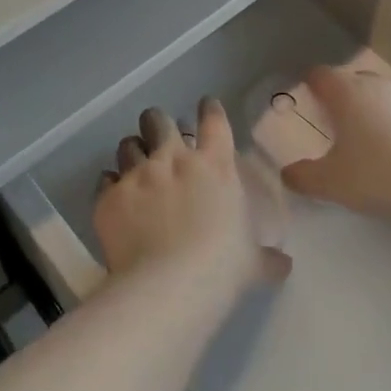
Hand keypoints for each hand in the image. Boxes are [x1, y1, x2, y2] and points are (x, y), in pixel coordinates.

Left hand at [94, 99, 288, 294]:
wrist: (168, 286)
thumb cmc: (221, 268)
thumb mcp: (252, 264)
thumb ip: (267, 259)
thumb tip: (284, 265)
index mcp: (214, 166)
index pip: (213, 121)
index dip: (209, 109)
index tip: (205, 105)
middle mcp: (174, 160)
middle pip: (159, 121)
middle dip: (157, 122)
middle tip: (158, 130)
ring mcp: (139, 175)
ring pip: (128, 145)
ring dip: (132, 150)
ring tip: (134, 160)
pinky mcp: (111, 197)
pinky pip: (105, 180)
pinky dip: (111, 185)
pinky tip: (114, 195)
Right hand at [280, 65, 390, 221]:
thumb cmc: (376, 174)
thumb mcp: (331, 182)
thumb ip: (304, 177)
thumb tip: (286, 174)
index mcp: (347, 94)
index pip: (321, 75)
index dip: (311, 84)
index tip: (306, 98)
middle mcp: (377, 87)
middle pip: (353, 82)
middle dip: (342, 98)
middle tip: (335, 124)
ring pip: (383, 97)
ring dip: (374, 112)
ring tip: (369, 141)